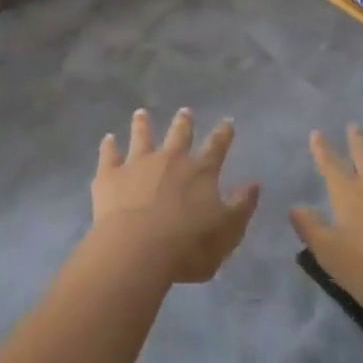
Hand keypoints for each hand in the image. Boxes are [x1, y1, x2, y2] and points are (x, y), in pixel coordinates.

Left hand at [92, 109, 258, 284]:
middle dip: (183, 122)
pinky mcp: (110, 175)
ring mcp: (138, 164)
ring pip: (142, 136)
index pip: (217, 147)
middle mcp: (170, 159)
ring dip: (143, 124)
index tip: (227, 121)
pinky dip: (109, 146)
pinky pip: (109, 155)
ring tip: (141, 113)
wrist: (139, 250)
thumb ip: (242, 206)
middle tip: (185, 111)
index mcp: (201, 172)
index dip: (224, 134)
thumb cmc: (189, 246)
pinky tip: (108, 139)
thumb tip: (254, 184)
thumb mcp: (228, 232)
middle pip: (179, 135)